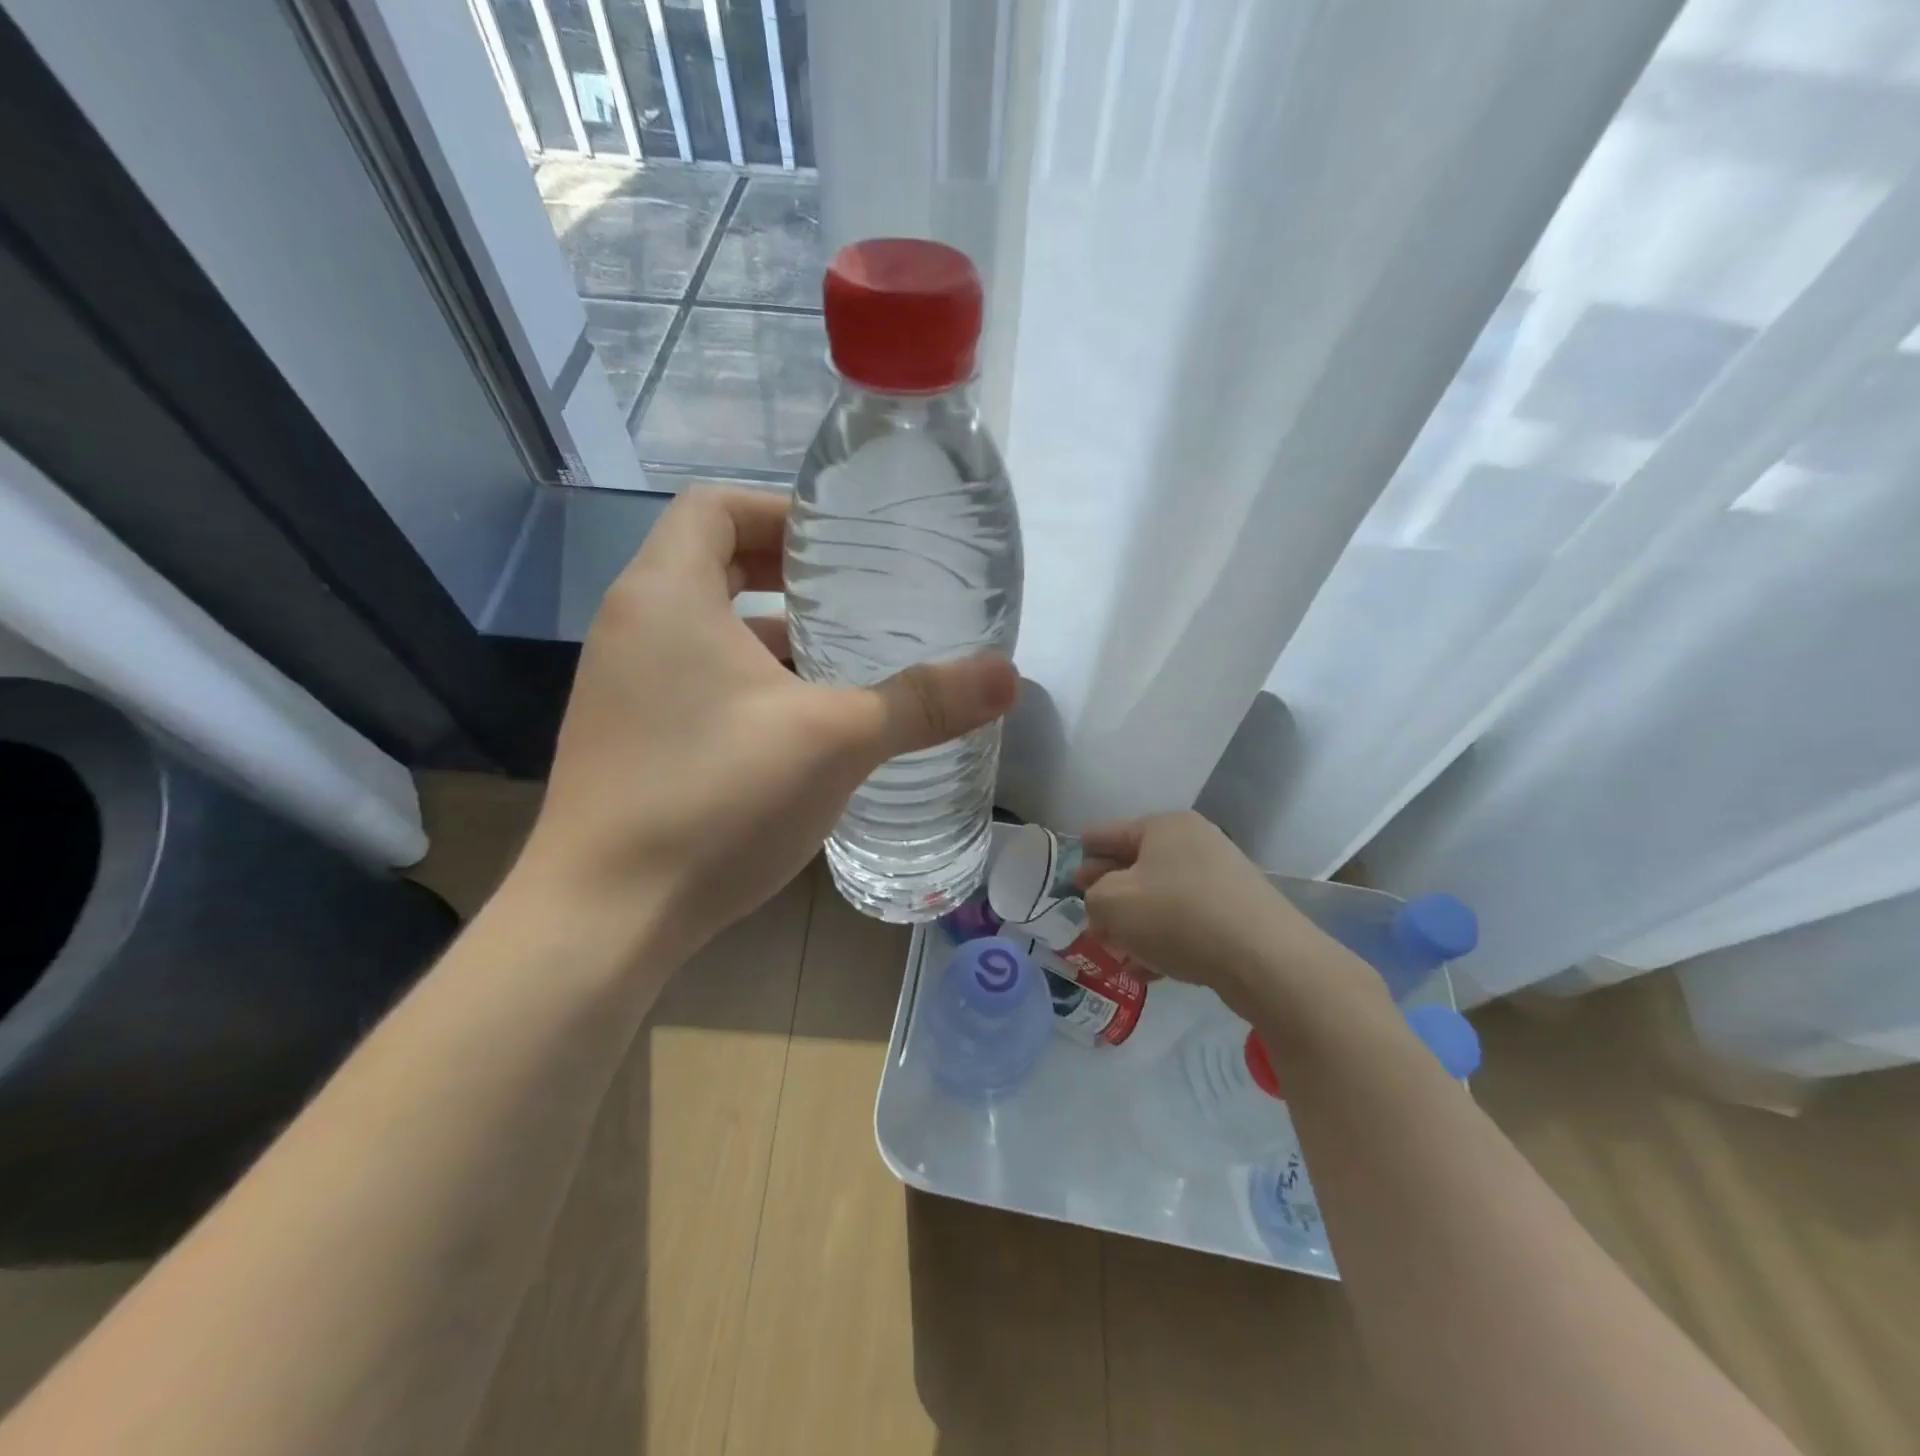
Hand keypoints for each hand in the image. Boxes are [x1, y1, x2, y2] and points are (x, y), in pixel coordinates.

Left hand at [513, 487, 1017, 962]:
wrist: (604, 918)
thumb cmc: (715, 800)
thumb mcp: (835, 741)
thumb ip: (922, 703)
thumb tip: (1009, 676)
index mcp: (666, 596)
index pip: (715, 506)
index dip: (781, 509)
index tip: (841, 543)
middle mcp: (632, 626)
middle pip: (710, 561)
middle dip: (783, 568)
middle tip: (853, 591)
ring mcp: (622, 686)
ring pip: (703, 626)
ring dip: (768, 628)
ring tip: (840, 651)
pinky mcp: (627, 737)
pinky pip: (692, 676)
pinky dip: (746, 677)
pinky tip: (800, 721)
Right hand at [1074, 811, 1367, 1022]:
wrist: (1265, 959)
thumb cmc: (1178, 917)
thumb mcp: (1113, 903)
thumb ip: (1093, 897)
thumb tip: (1102, 901)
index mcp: (1163, 826)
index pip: (1107, 834)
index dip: (1082, 856)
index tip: (1066, 879)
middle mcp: (1194, 843)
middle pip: (1135, 866)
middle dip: (1108, 896)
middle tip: (1088, 922)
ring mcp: (1220, 878)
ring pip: (1160, 898)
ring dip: (1134, 924)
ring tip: (1115, 953)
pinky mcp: (1237, 913)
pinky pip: (1186, 921)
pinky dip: (1163, 939)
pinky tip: (1148, 970)